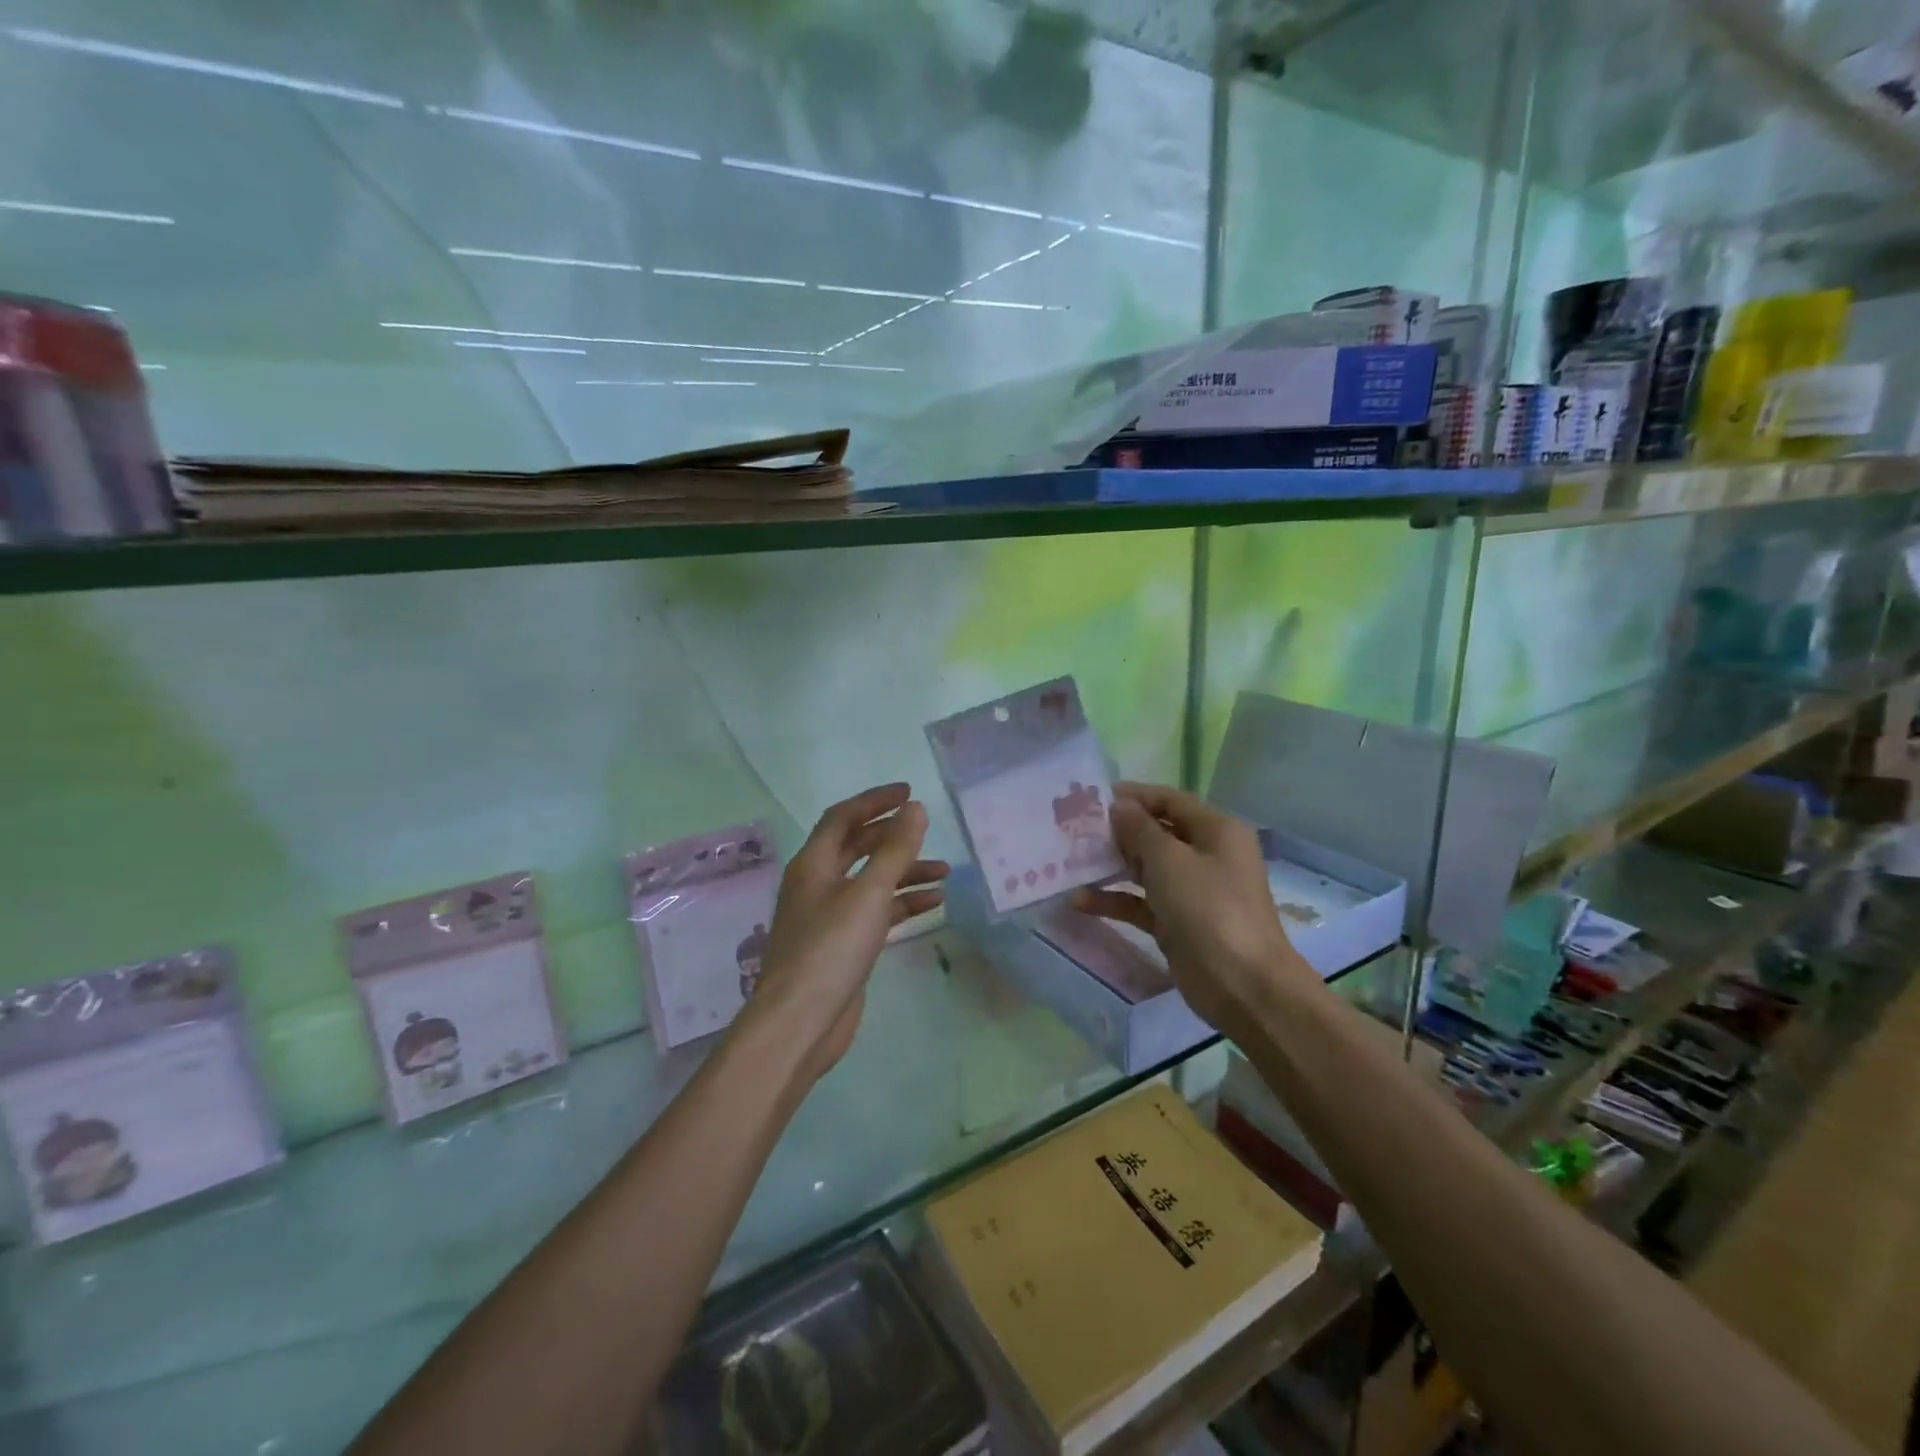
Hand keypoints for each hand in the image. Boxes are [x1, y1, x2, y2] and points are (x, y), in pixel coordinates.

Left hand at [743, 783, 947, 1084]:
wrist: (800, 1023)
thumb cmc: (830, 949)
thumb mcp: (868, 894)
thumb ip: (895, 850)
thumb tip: (915, 808)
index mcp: (814, 864)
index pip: (843, 818)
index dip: (875, 801)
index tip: (909, 792)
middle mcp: (818, 884)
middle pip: (857, 847)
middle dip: (892, 836)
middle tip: (926, 827)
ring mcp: (830, 915)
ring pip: (871, 881)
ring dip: (904, 872)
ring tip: (945, 871)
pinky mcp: (843, 944)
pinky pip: (876, 911)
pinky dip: (902, 903)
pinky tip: (932, 903)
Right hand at [1073, 782, 1315, 1038]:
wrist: (1242, 985)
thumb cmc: (1208, 908)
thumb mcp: (1170, 860)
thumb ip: (1139, 829)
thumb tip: (1119, 806)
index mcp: (1216, 830)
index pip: (1170, 800)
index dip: (1133, 795)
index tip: (1092, 796)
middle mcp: (1206, 855)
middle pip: (1156, 833)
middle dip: (1117, 831)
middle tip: (1074, 829)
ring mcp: (1192, 891)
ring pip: (1146, 868)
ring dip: (1111, 865)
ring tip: (1070, 861)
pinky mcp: (1177, 922)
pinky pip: (1141, 902)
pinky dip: (1115, 899)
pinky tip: (1079, 902)